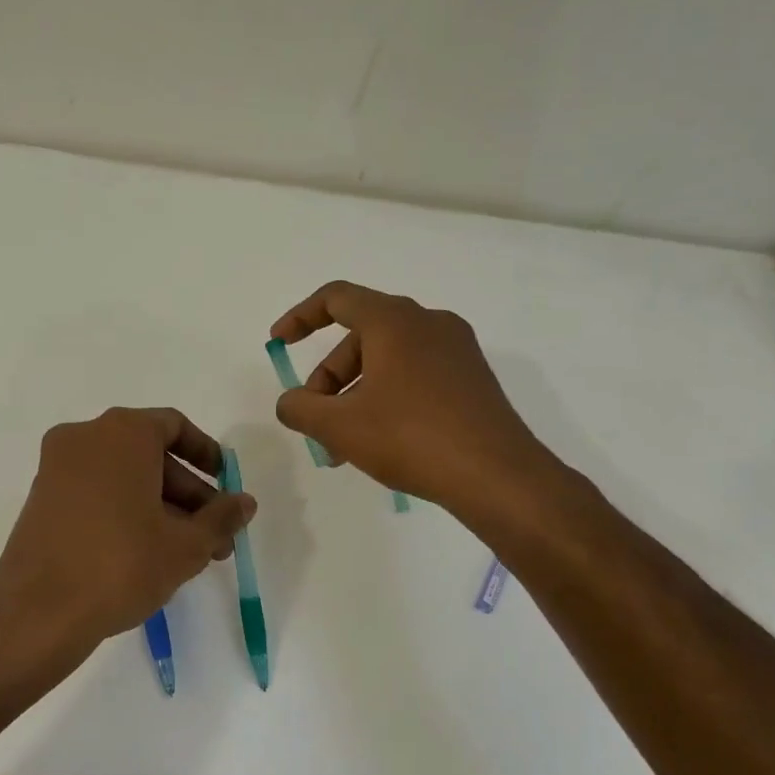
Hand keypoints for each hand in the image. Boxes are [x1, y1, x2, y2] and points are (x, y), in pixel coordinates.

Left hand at [0, 407, 256, 648]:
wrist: (38, 612)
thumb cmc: (122, 565)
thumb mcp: (186, 545)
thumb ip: (221, 517)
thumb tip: (245, 503)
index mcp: (122, 433)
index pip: (174, 427)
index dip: (206, 454)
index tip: (225, 486)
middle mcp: (84, 438)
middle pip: (150, 455)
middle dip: (188, 495)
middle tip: (215, 537)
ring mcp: (56, 468)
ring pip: (123, 477)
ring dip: (161, 508)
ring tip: (189, 555)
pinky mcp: (41, 500)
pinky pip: (96, 492)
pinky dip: (126, 511)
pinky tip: (148, 554)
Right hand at [269, 281, 559, 512]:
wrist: (496, 475)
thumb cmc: (410, 438)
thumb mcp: (340, 426)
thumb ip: (300, 408)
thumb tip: (290, 403)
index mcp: (394, 321)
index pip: (337, 298)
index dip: (300, 317)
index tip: (278, 342)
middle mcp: (428, 323)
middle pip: (360, 338)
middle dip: (328, 379)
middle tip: (316, 422)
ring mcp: (456, 350)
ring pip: (387, 362)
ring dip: (355, 397)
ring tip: (342, 447)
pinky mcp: (471, 378)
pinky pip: (414, 376)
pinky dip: (386, 399)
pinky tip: (380, 443)